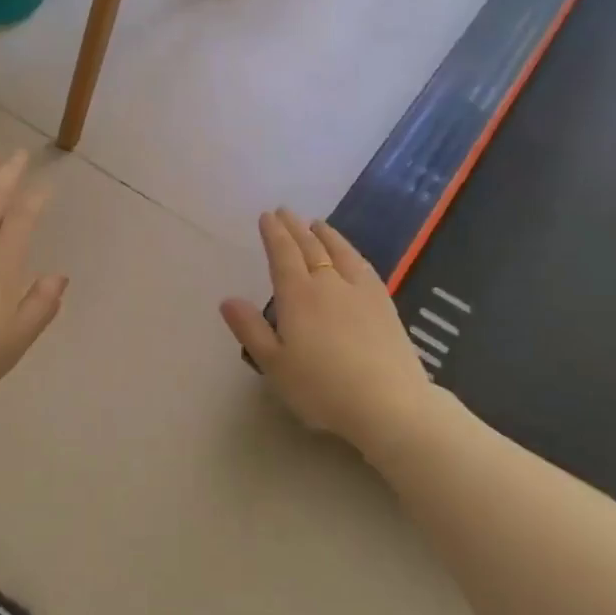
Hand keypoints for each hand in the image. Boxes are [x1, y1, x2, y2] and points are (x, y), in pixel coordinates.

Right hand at [221, 210, 437, 450]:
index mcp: (298, 296)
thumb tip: (228, 299)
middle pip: (310, 247)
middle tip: (285, 211)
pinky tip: (351, 254)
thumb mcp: (275, 364)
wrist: (388, 403)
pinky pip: (363, 265)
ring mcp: (361, 291)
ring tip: (316, 223)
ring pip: (340, 251)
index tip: (267, 216)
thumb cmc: (322, 388)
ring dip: (325, 234)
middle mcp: (329, 283)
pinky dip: (351, 251)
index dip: (274, 234)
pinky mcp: (385, 303)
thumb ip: (250, 329)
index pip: (282, 255)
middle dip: (295, 227)